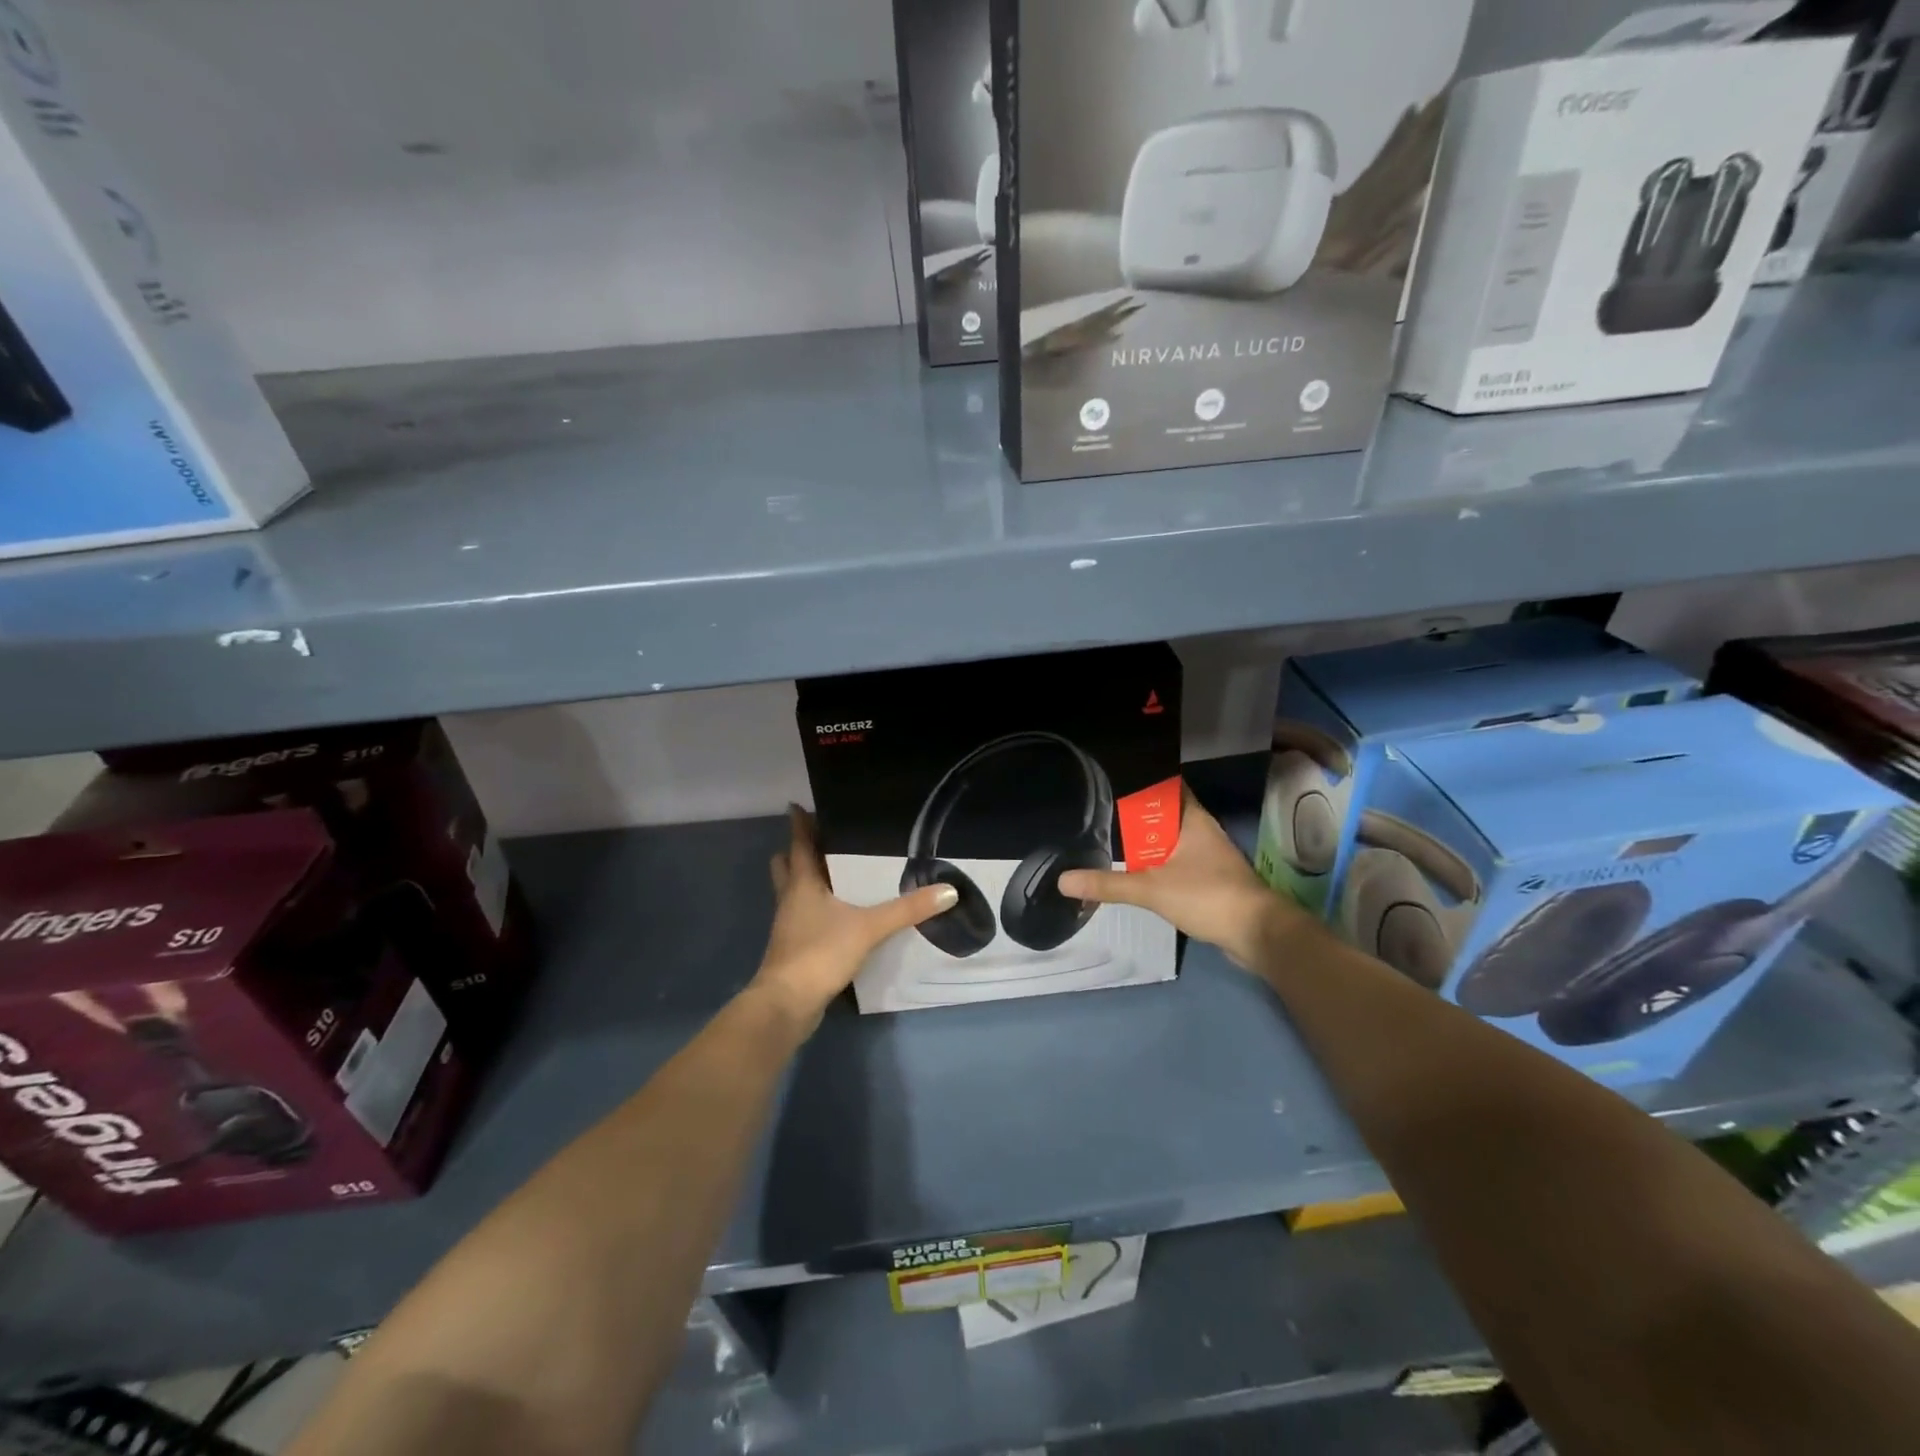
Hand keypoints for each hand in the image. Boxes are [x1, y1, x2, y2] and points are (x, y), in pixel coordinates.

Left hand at [748, 806, 959, 1028]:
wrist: (788, 1004)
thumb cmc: (821, 952)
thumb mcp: (869, 927)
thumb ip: (907, 909)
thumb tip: (948, 891)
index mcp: (802, 883)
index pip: (798, 843)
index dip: (799, 823)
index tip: (799, 805)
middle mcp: (791, 898)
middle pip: (787, 865)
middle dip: (799, 851)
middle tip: (825, 841)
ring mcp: (789, 924)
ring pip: (794, 891)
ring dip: (808, 880)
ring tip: (838, 873)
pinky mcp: (794, 947)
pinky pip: (803, 916)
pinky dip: (817, 908)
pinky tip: (841, 914)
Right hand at [1058, 786, 1306, 969]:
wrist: (1257, 933)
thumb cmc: (1208, 896)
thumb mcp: (1151, 889)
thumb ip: (1108, 884)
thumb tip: (1062, 881)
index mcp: (1192, 818)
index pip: (1166, 784)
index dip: (1141, 778)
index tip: (1111, 776)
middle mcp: (1201, 829)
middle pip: (1164, 812)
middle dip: (1136, 812)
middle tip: (1099, 807)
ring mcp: (1208, 854)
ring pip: (1171, 838)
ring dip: (1147, 840)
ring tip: (1110, 835)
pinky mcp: (1210, 877)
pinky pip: (1177, 860)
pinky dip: (1158, 861)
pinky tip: (1137, 869)